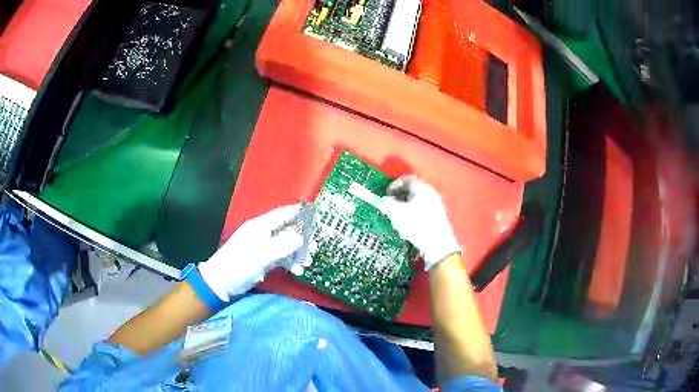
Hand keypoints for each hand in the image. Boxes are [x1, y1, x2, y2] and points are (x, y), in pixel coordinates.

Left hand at [198, 203, 308, 301]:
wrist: (221, 283)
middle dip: (302, 238)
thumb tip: (301, 238)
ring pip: (285, 244)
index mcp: (260, 226)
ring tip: (306, 263)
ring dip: (297, 252)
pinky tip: (296, 269)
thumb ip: (282, 246)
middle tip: (314, 248)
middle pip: (287, 229)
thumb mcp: (262, 256)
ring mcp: (262, 245)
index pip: (282, 214)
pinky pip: (280, 255)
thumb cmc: (239, 266)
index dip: (298, 212)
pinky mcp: (262, 257)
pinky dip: (289, 260)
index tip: (315, 214)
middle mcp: (262, 232)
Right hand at [381, 175, 460, 270]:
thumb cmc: (416, 224)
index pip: (405, 179)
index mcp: (421, 187)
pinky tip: (410, 228)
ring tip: (399, 220)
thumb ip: (387, 203)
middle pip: (411, 190)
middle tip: (391, 208)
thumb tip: (386, 200)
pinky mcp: (438, 216)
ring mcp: (436, 203)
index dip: (393, 185)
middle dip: (399, 198)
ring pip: (416, 201)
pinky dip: (414, 215)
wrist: (438, 243)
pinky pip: (423, 210)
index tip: (386, 196)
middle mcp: (431, 192)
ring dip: (406, 208)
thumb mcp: (396, 212)